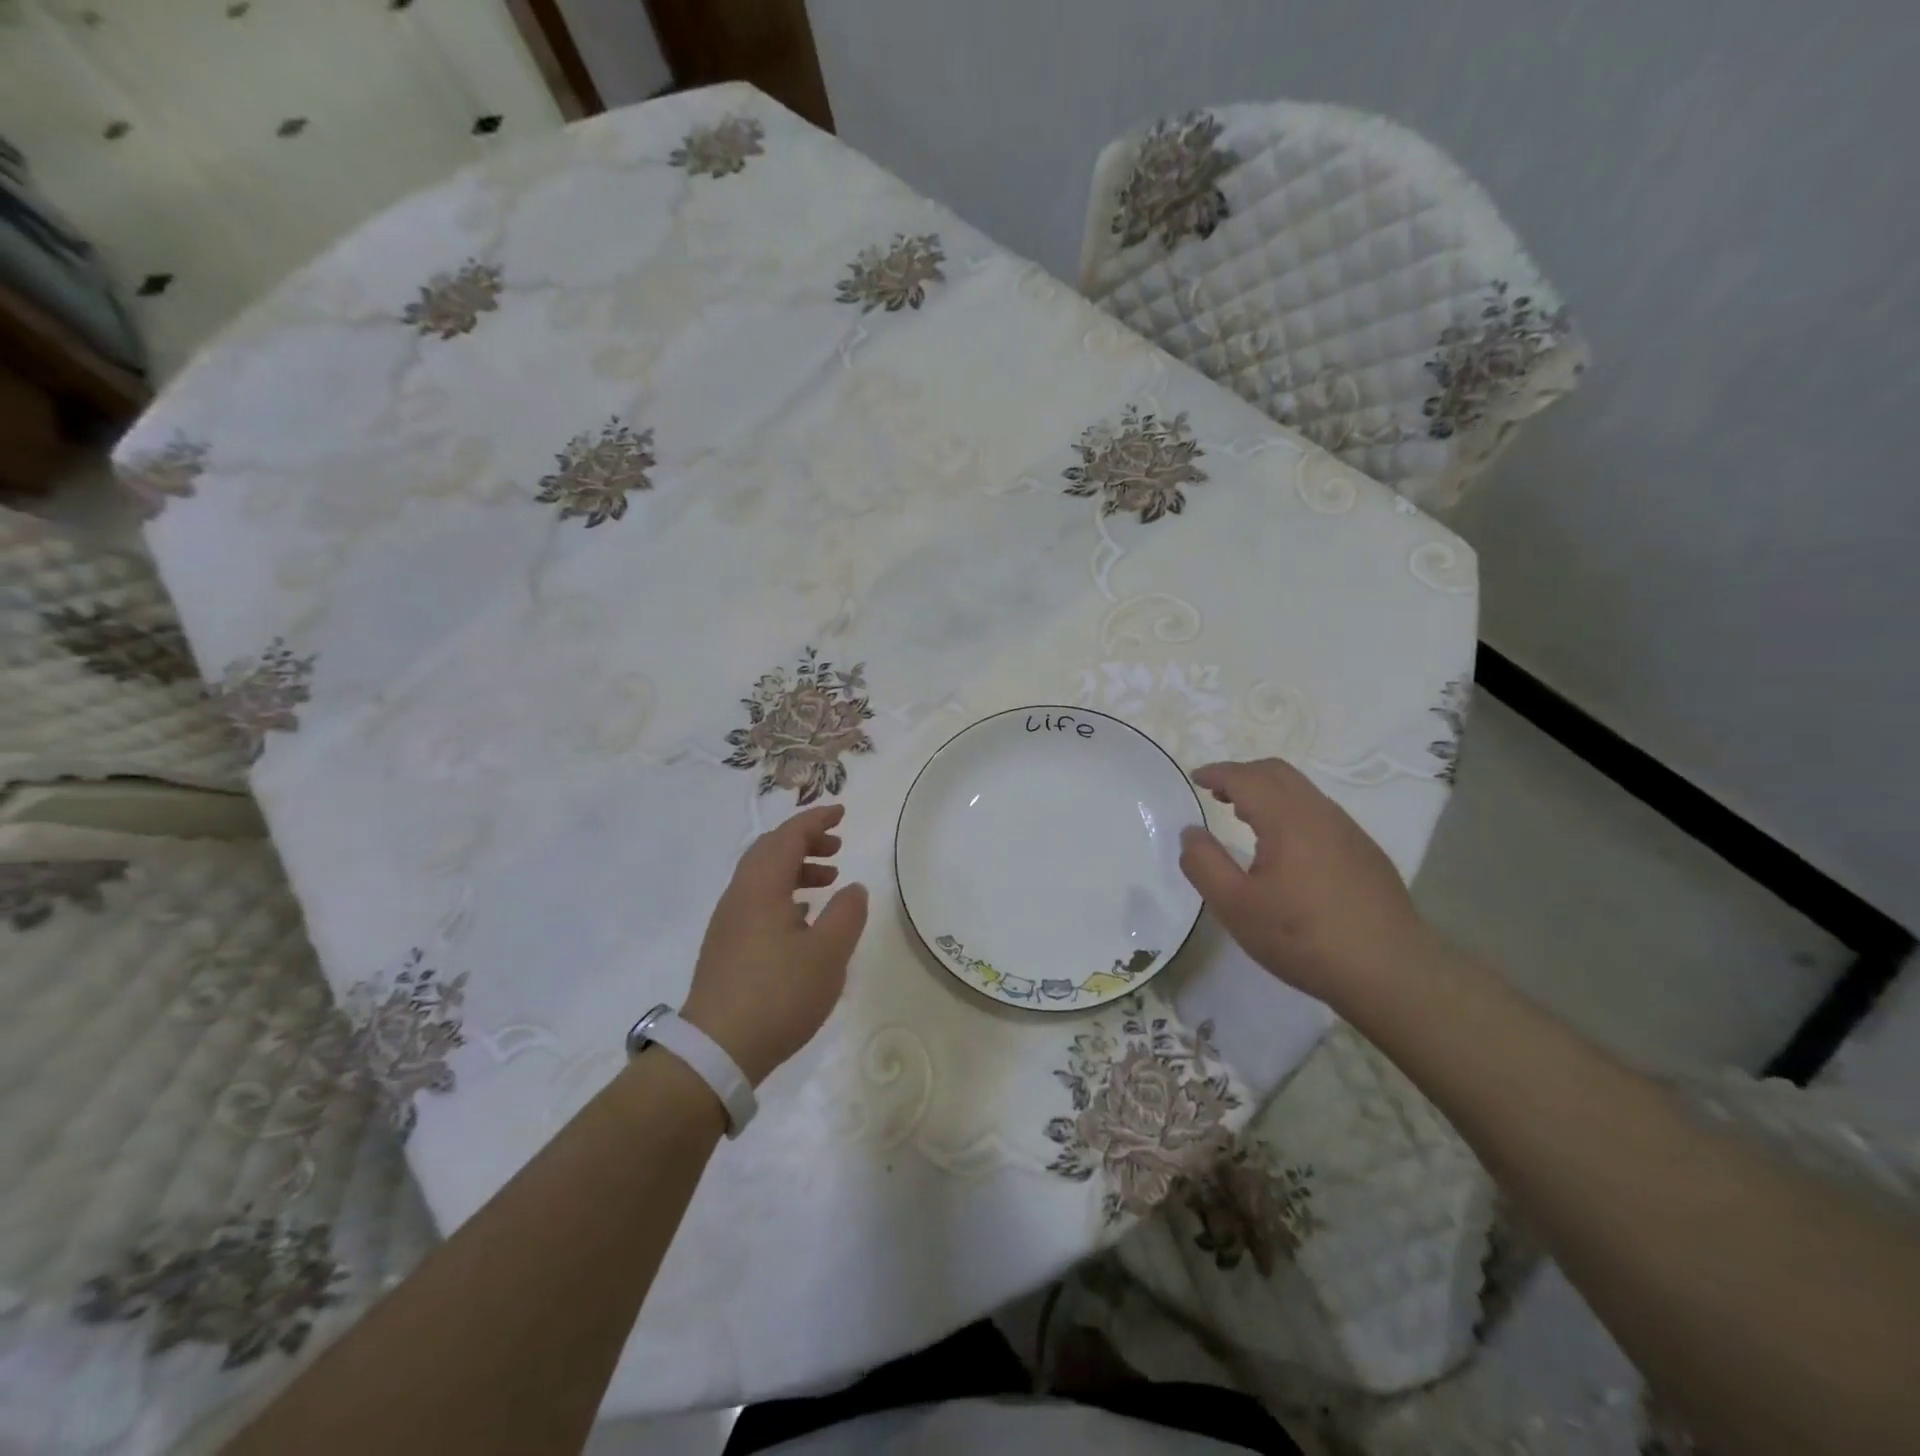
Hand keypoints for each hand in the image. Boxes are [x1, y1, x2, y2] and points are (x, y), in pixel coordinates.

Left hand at [681, 804, 868, 1085]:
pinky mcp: (726, 947)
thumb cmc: (778, 995)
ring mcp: (729, 923)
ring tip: (828, 881)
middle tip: (837, 846)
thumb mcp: (828, 954)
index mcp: (761, 888)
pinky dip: (783, 893)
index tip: (841, 812)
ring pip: (762, 877)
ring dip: (795, 869)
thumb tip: (853, 888)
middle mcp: (739, 896)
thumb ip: (846, 914)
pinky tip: (802, 918)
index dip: (815, 820)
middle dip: (804, 841)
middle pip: (770, 851)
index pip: (788, 837)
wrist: (716, 1051)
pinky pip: (757, 901)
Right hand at [1178, 758, 1430, 1005]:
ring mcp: (1349, 831)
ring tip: (1245, 816)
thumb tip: (1191, 832)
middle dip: (1243, 774)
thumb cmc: (1302, 938)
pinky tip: (1286, 848)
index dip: (1218, 773)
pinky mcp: (1366, 852)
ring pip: (1302, 791)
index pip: (1246, 778)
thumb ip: (1204, 864)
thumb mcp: (1235, 906)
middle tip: (1217, 792)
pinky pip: (1320, 813)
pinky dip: (1291, 810)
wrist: (1391, 971)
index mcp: (1287, 820)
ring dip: (1269, 792)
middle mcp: (1320, 814)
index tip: (1196, 778)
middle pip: (1278, 772)